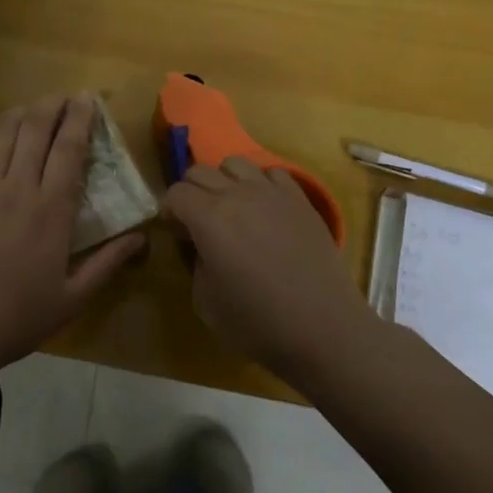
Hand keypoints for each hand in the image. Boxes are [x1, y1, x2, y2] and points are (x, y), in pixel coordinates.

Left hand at [0, 95, 146, 368]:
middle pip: (37, 130)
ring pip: (4, 132)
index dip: (80, 120)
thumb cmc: (16, 316)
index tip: (88, 100)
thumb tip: (140, 238)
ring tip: (33, 106)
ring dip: (21, 112)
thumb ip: (107, 264)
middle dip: (53, 106)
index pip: (70, 150)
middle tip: (64, 96)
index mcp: (53, 210)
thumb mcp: (72, 299)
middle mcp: (20, 186)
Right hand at [162, 157, 375, 379]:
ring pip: (236, 163)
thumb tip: (202, 245)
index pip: (176, 193)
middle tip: (198, 222)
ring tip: (232, 209)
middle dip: (191, 192)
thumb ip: (195, 262)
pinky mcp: (301, 200)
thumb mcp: (205, 301)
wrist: (323, 328)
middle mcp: (238, 195)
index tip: (177, 233)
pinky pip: (273, 173)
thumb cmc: (257, 323)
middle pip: (200, 171)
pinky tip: (265, 209)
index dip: (170, 211)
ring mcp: (273, 193)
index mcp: (209, 218)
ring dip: (224, 181)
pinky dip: (260, 184)